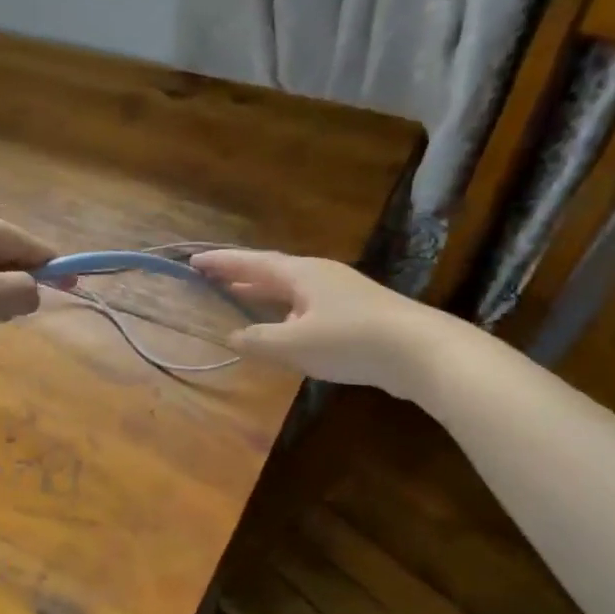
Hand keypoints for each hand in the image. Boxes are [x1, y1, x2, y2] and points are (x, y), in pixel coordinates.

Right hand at [192, 249, 473, 394]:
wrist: (421, 351)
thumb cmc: (351, 340)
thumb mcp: (294, 344)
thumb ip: (258, 341)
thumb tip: (232, 336)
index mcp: (301, 274)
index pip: (251, 263)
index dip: (221, 263)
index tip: (193, 261)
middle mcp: (319, 276)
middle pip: (271, 272)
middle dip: (239, 276)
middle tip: (210, 279)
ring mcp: (340, 293)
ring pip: (290, 290)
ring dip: (262, 295)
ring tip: (239, 300)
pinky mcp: (356, 313)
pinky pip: (307, 307)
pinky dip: (284, 313)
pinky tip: (283, 330)